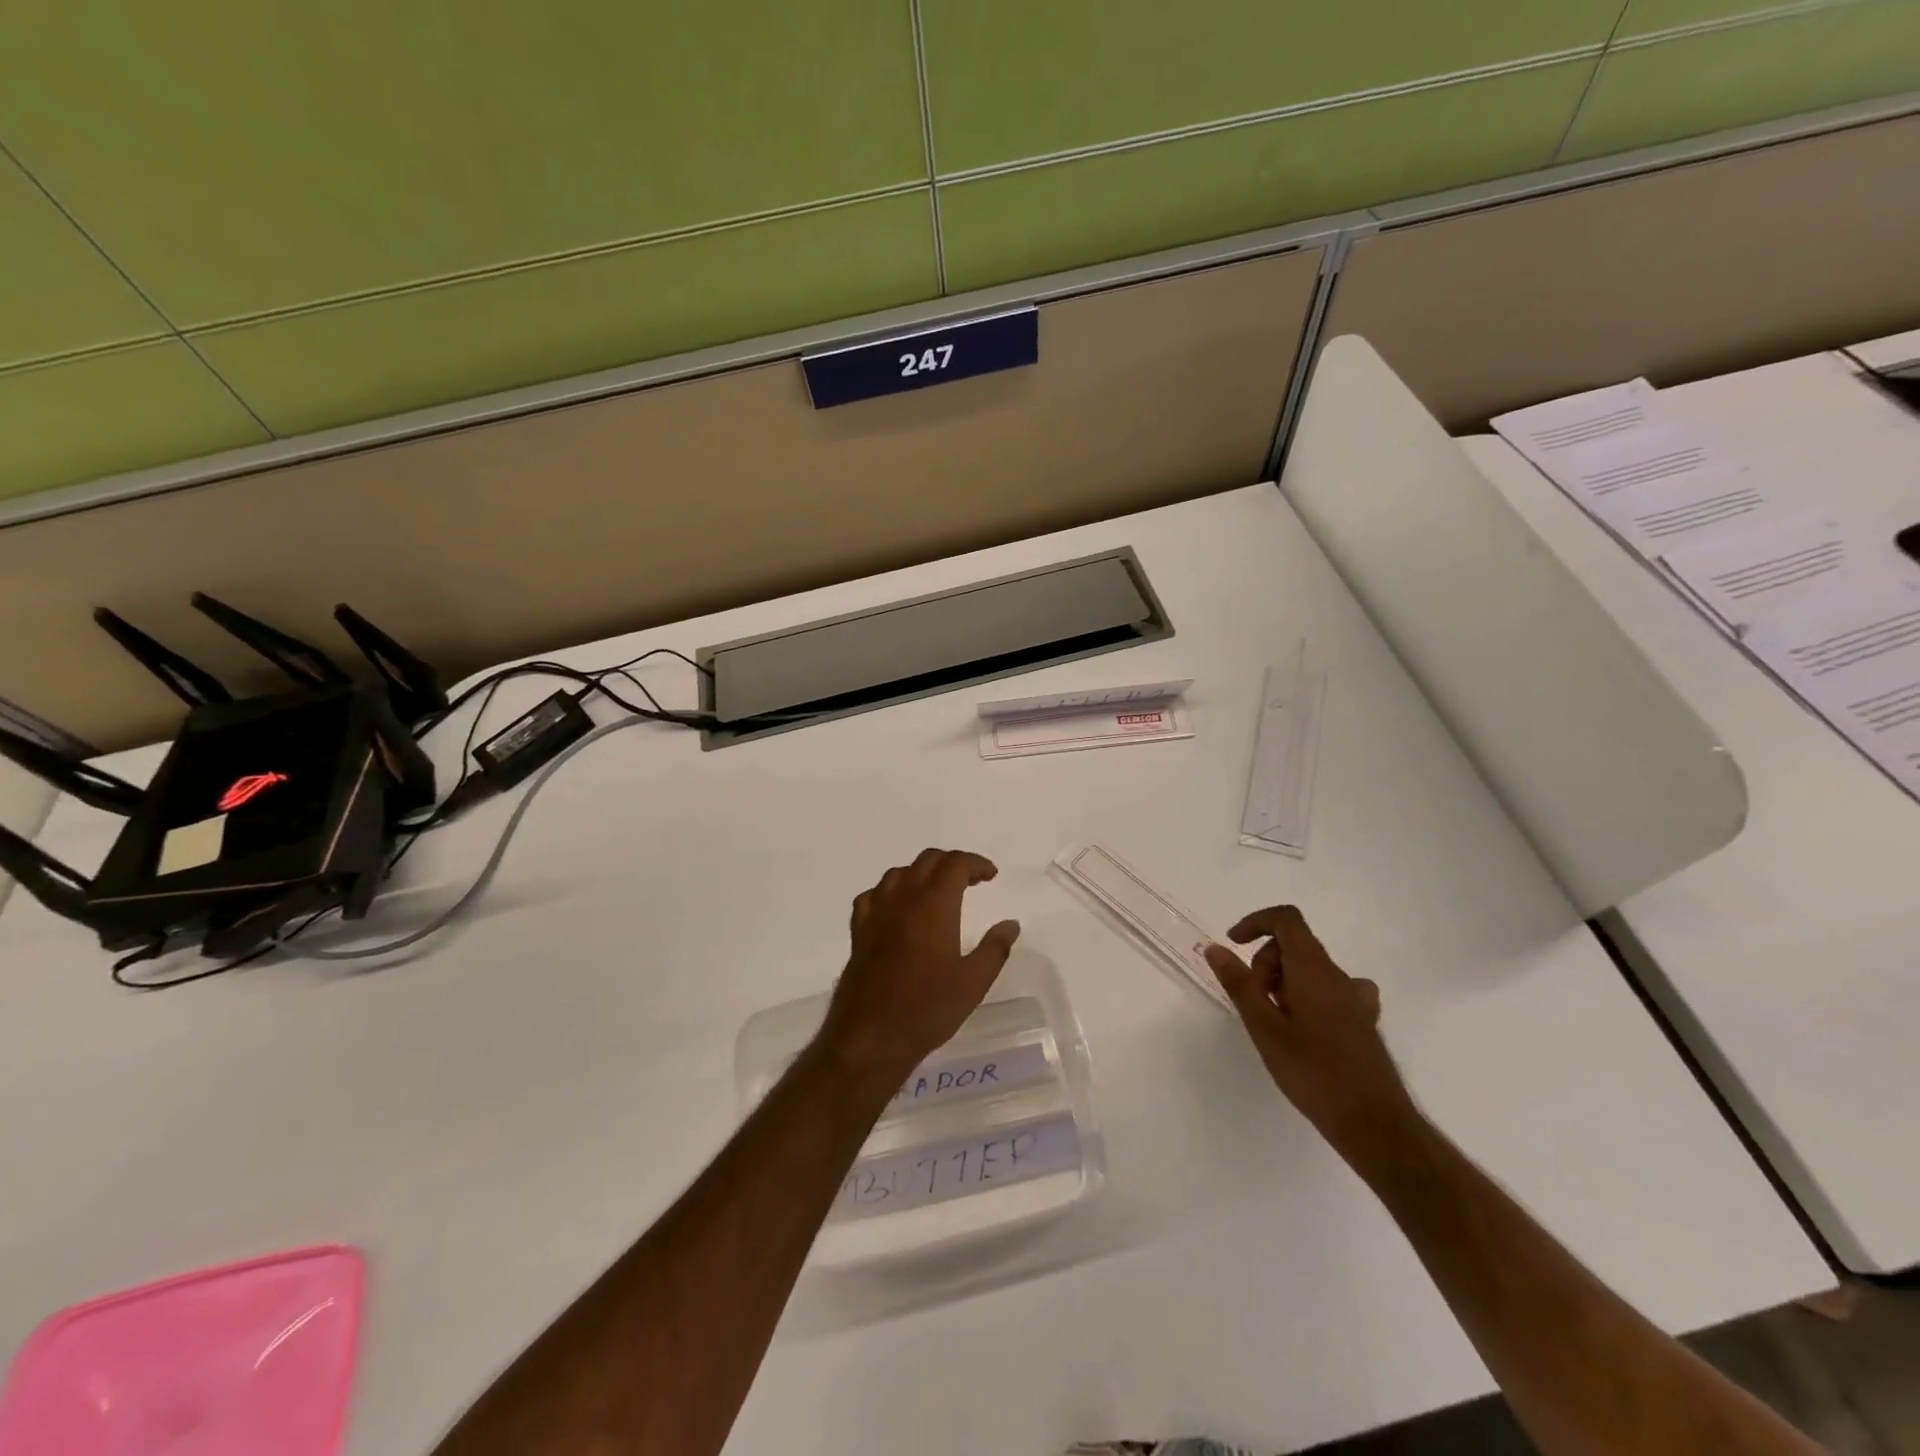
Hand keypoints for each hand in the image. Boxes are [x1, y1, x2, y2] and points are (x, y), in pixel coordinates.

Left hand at [815, 849, 1020, 1084]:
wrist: (871, 1036)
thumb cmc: (927, 1009)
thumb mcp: (973, 982)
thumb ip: (995, 948)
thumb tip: (1010, 924)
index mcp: (934, 905)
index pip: (955, 863)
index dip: (976, 863)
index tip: (991, 876)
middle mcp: (903, 899)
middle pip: (928, 860)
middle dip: (952, 864)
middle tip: (971, 882)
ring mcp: (876, 912)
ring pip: (899, 873)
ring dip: (922, 874)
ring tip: (937, 892)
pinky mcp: (859, 930)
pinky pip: (874, 895)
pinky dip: (891, 892)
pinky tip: (897, 909)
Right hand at [1204, 905, 1415, 1150]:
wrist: (1374, 1123)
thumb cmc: (1313, 1072)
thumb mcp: (1264, 1028)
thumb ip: (1239, 984)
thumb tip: (1216, 948)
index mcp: (1313, 969)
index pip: (1286, 920)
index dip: (1256, 923)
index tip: (1234, 945)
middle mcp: (1338, 976)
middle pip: (1294, 946)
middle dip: (1264, 963)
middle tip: (1252, 1002)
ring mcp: (1356, 999)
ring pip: (1310, 970)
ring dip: (1284, 983)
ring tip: (1274, 1022)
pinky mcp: (1363, 1022)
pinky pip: (1330, 992)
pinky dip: (1308, 997)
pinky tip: (1303, 1029)